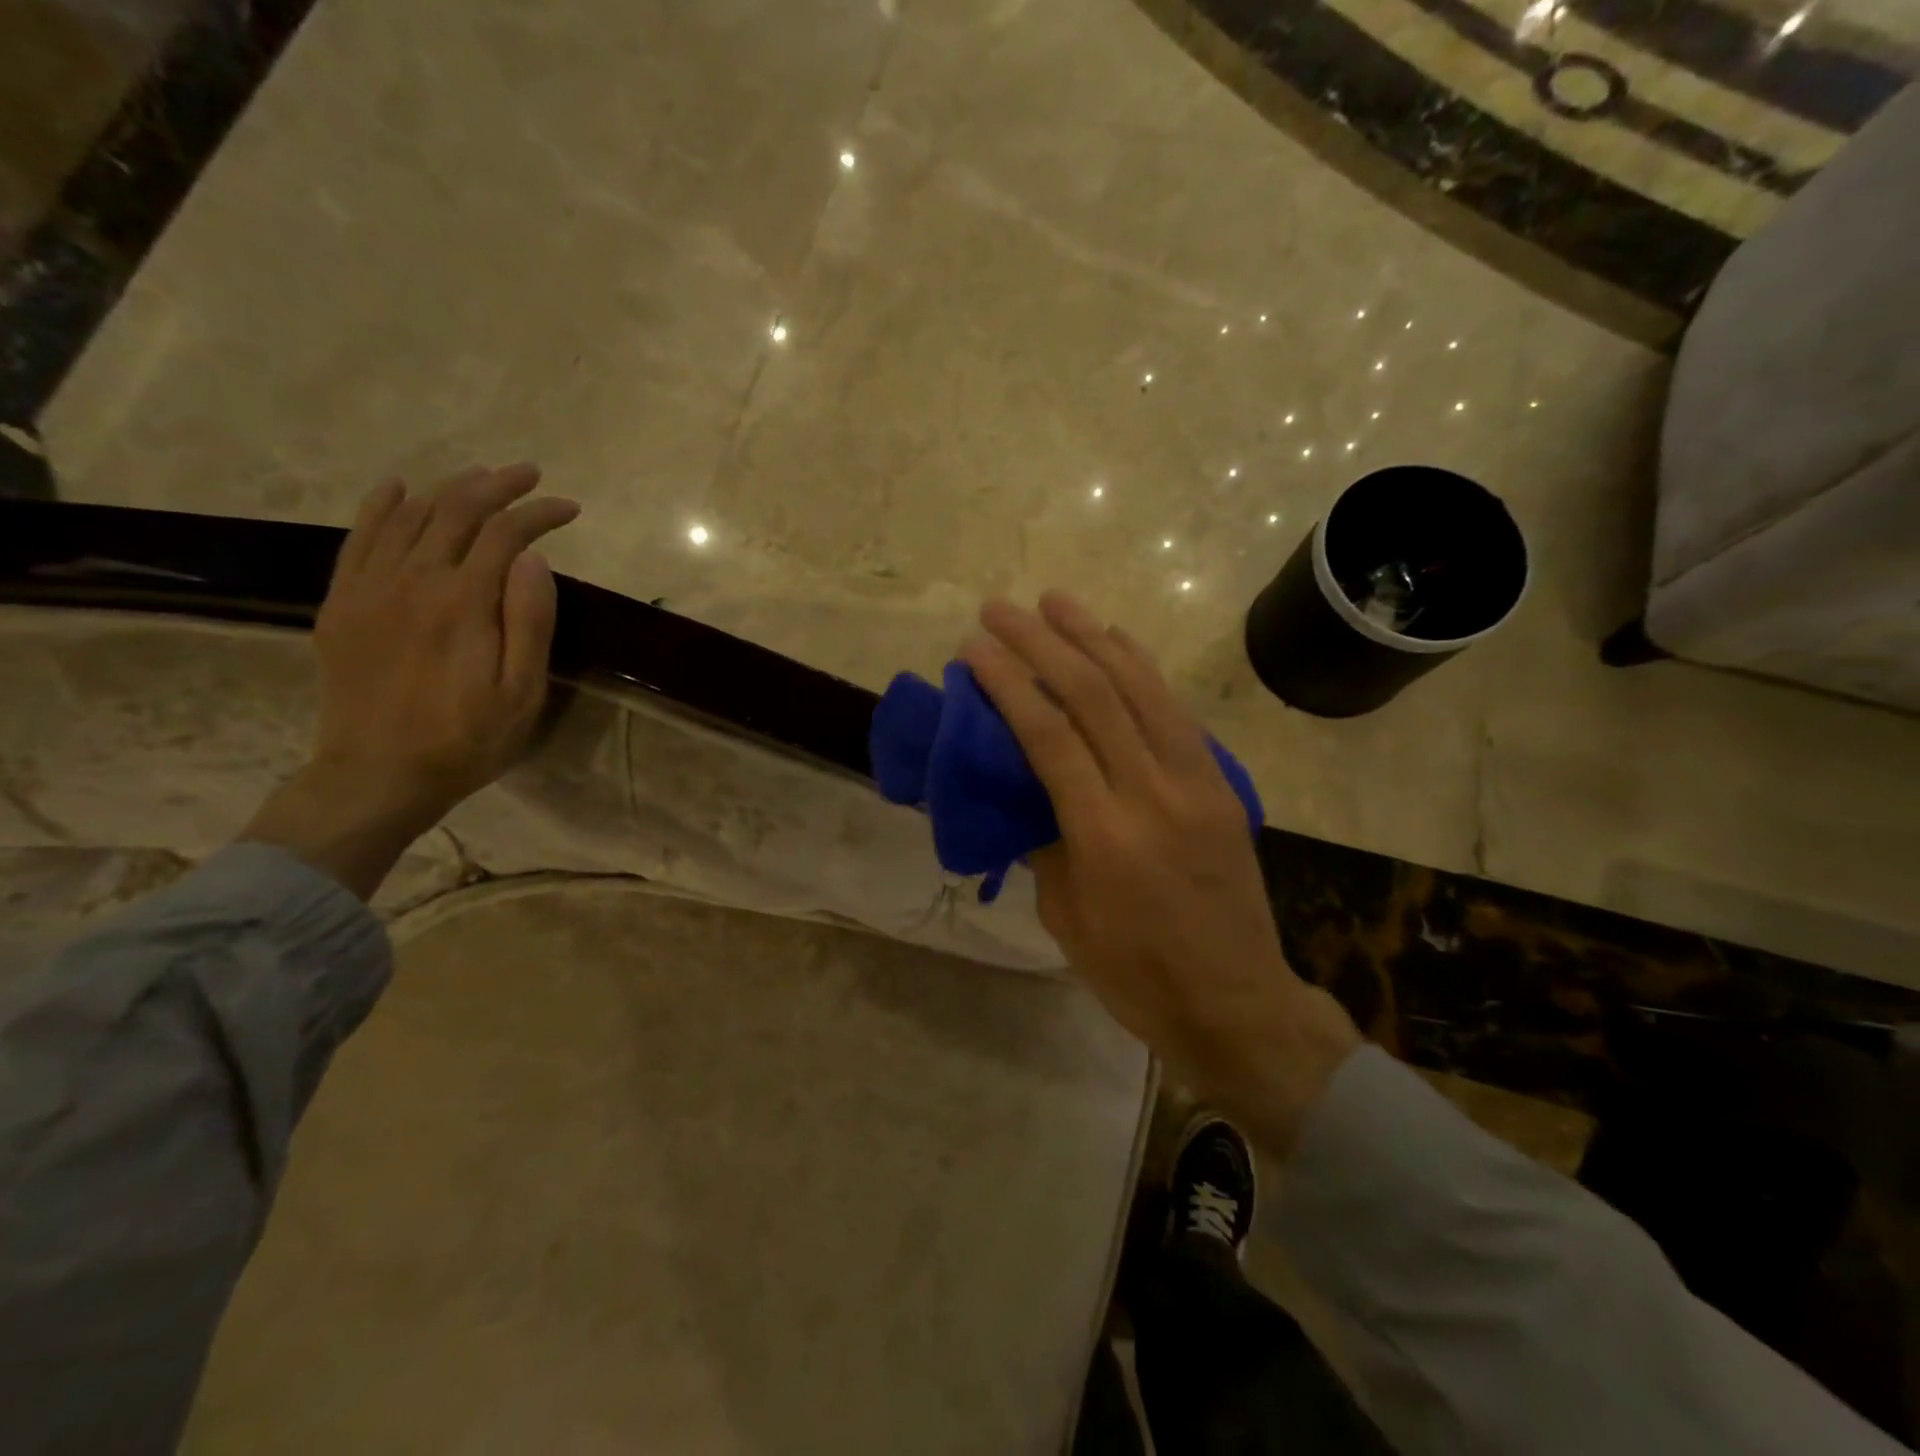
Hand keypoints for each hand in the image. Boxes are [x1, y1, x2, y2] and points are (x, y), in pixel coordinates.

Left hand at [244, 464, 579, 897]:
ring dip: (448, 488)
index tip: (570, 509)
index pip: (505, 534)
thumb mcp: (522, 692)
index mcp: (463, 603)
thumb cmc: (467, 739)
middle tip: (529, 474)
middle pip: (455, 510)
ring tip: (480, 478)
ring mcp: (369, 587)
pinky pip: (358, 537)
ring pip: (408, 515)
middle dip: (497, 484)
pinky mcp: (343, 602)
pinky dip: (381, 505)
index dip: (539, 513)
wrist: (378, 774)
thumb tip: (533, 558)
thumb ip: (529, 621)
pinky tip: (398, 488)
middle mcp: (412, 580)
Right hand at [960, 592, 1359, 1153]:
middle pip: (1093, 696)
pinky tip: (1116, 641)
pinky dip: (1142, 669)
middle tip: (1001, 609)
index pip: (1048, 737)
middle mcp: (1153, 794)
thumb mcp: (1066, 916)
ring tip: (1056, 601)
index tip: (974, 648)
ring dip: (1093, 637)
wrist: (1236, 1002)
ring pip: (1141, 689)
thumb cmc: (1134, 974)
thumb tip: (1027, 787)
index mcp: (1104, 836)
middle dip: (1041, 644)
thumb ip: (1044, 840)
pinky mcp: (1220, 784)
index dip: (1008, 684)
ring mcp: (1196, 783)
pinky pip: (1176, 712)